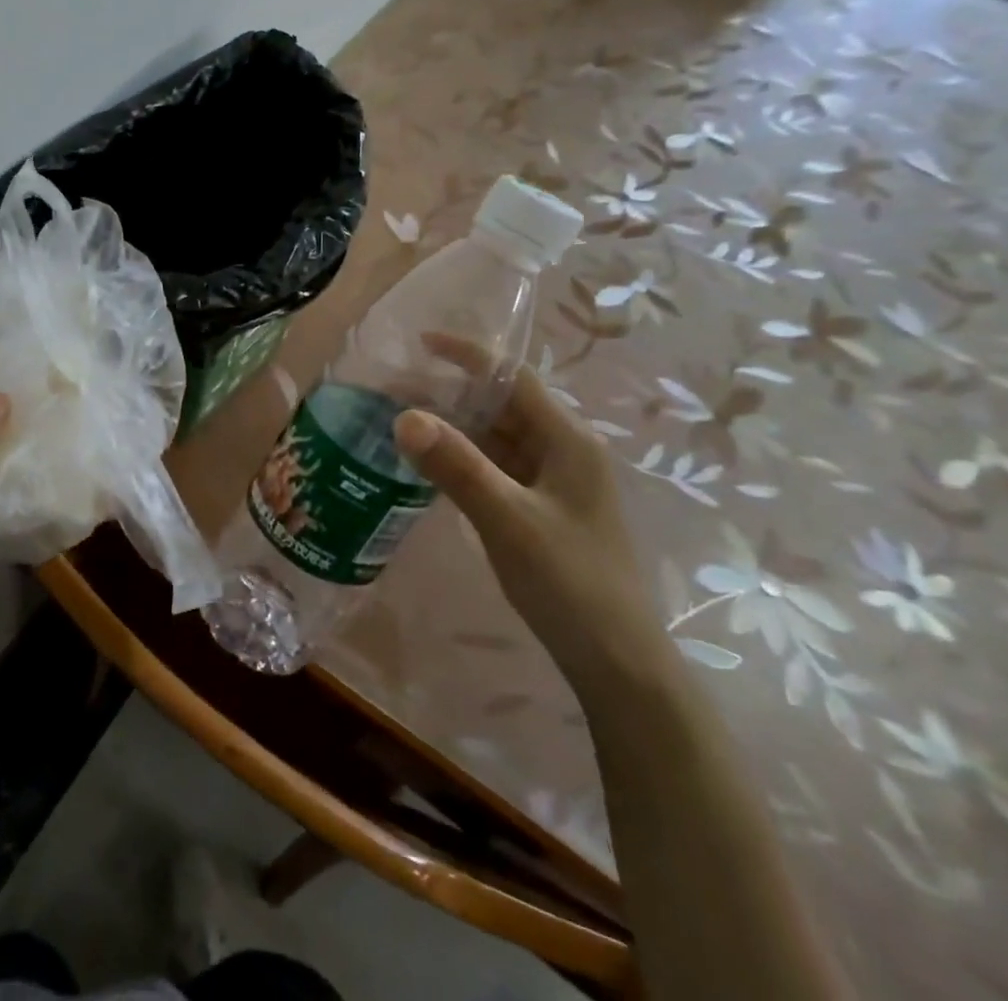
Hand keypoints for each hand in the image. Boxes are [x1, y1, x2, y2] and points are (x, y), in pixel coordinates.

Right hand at [393, 366, 671, 696]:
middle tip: (391, 390)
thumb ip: (457, 466)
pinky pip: (494, 467)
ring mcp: (552, 481)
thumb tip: (404, 416)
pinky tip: (426, 465)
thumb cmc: (569, 582)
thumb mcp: (508, 519)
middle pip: (500, 404)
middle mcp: (562, 450)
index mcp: (567, 439)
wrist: (616, 662)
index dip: (467, 355)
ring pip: (495, 437)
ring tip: (398, 420)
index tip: (418, 344)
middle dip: (448, 392)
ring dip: (451, 426)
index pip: (513, 377)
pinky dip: (461, 458)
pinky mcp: (539, 508)